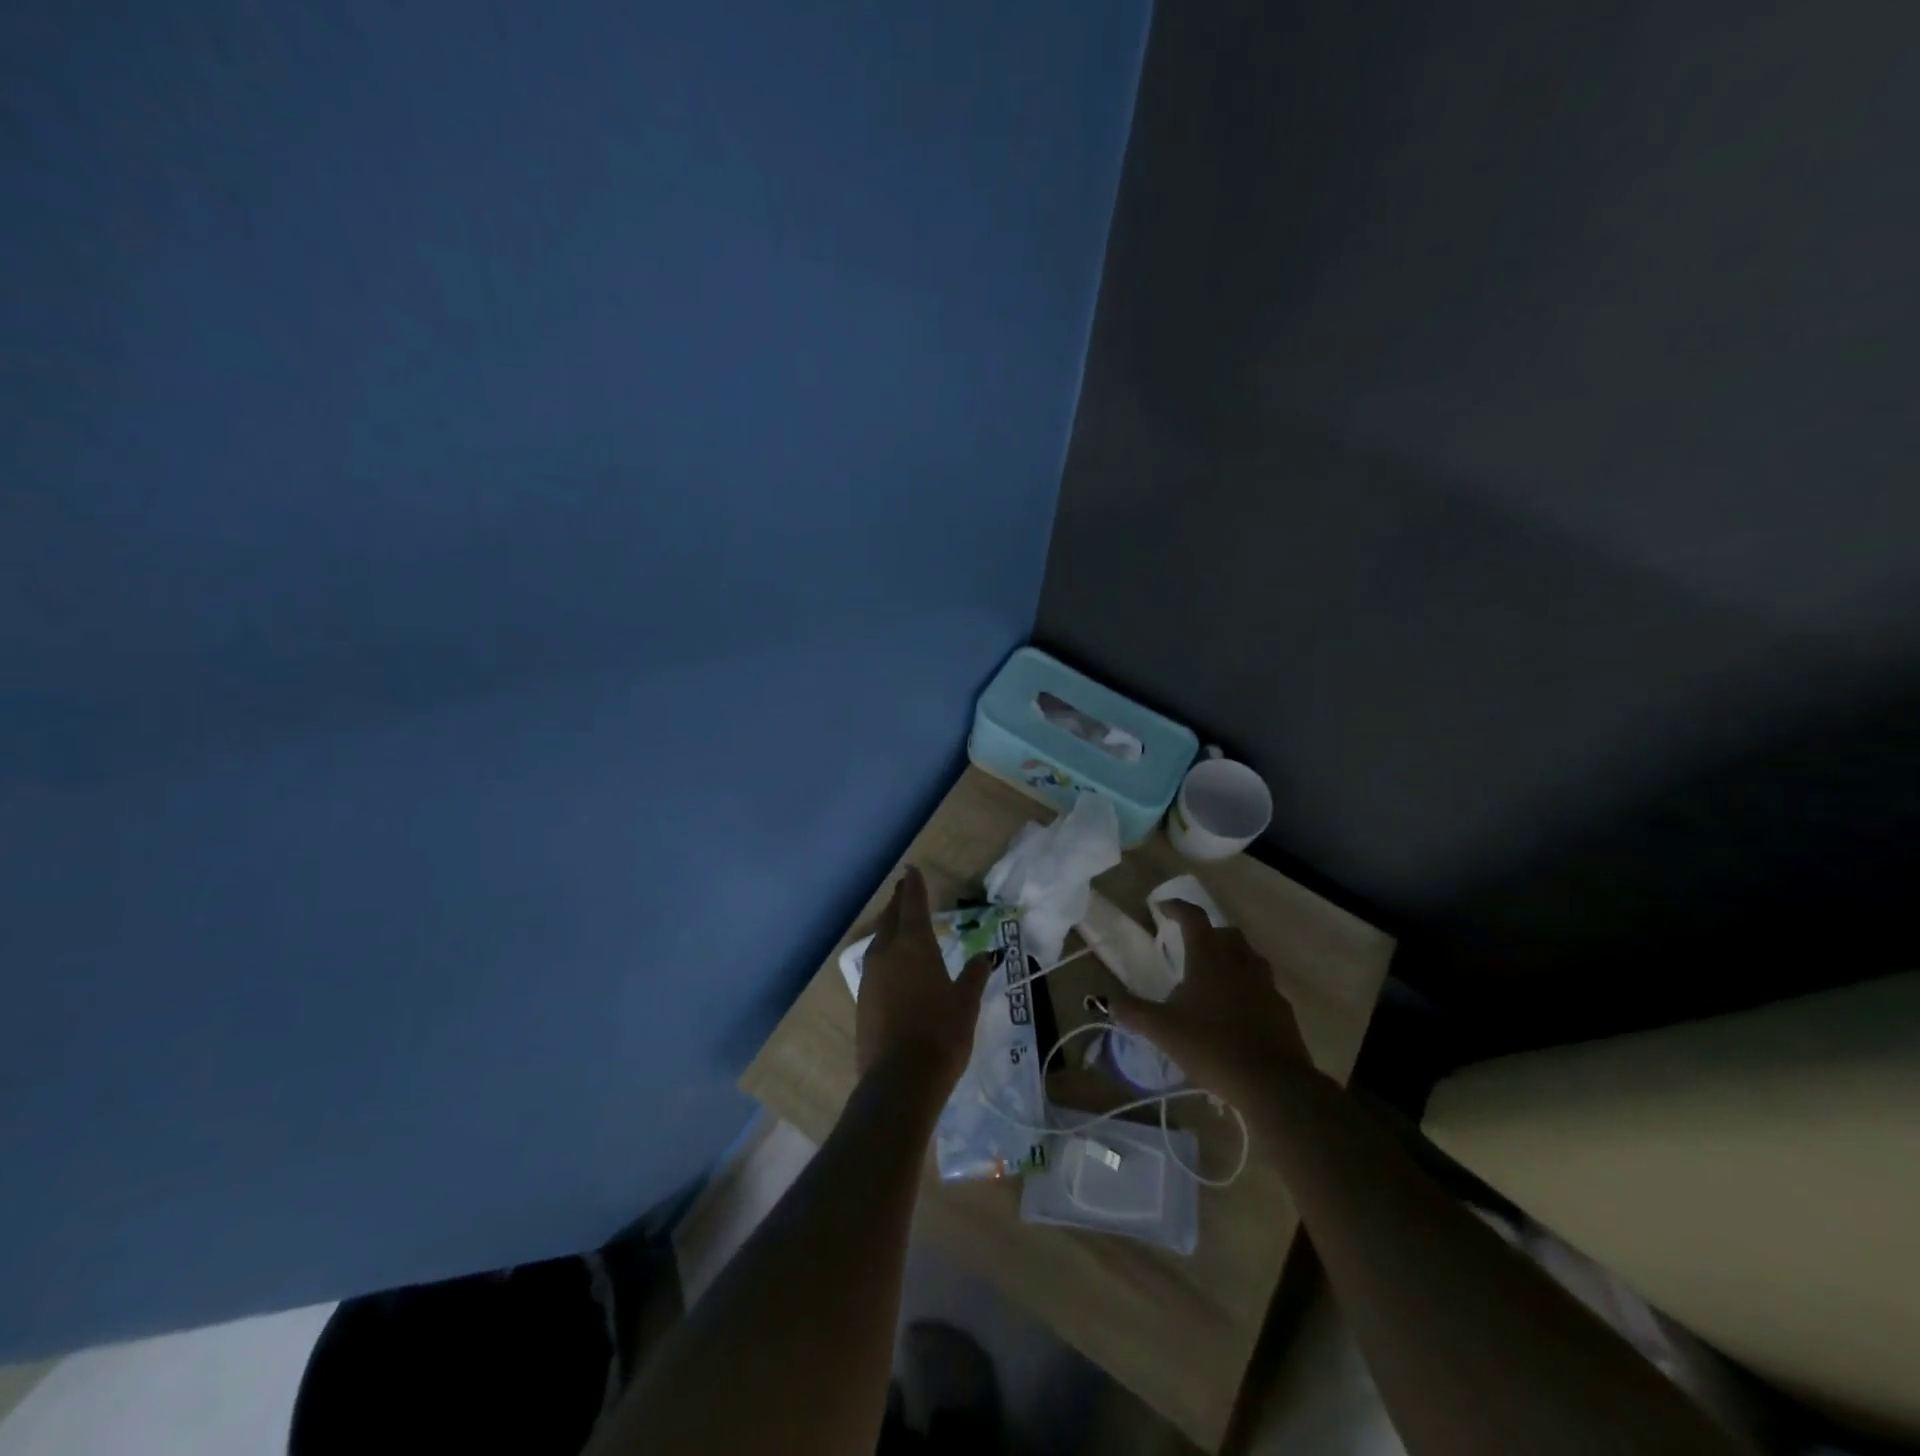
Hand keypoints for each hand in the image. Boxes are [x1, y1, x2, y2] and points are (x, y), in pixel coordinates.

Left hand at [856, 867, 996, 1092]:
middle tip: (904, 889)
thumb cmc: (941, 1034)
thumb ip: (974, 975)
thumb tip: (984, 956)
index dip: (914, 886)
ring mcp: (870, 976)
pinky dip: (884, 953)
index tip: (912, 869)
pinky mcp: (862, 999)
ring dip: (889, 926)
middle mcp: (887, 952)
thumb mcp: (966, 1003)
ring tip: (898, 922)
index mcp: (914, 944)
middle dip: (899, 901)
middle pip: (891, 917)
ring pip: (879, 939)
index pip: (913, 904)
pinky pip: (874, 963)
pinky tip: (892, 963)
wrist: (900, 1079)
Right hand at [1110, 900, 1310, 1103]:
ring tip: (1211, 978)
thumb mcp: (1162, 1030)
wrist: (1272, 1083)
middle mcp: (1240, 961)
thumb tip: (1106, 1000)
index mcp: (1209, 957)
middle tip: (1189, 947)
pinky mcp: (1281, 1009)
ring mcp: (1265, 984)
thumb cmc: (1211, 1046)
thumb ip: (1133, 1012)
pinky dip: (1246, 988)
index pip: (1193, 917)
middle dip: (1206, 933)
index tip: (1161, 908)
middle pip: (1225, 932)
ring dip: (1230, 958)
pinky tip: (1235, 1011)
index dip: (1176, 907)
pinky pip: (1261, 986)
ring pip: (1247, 957)